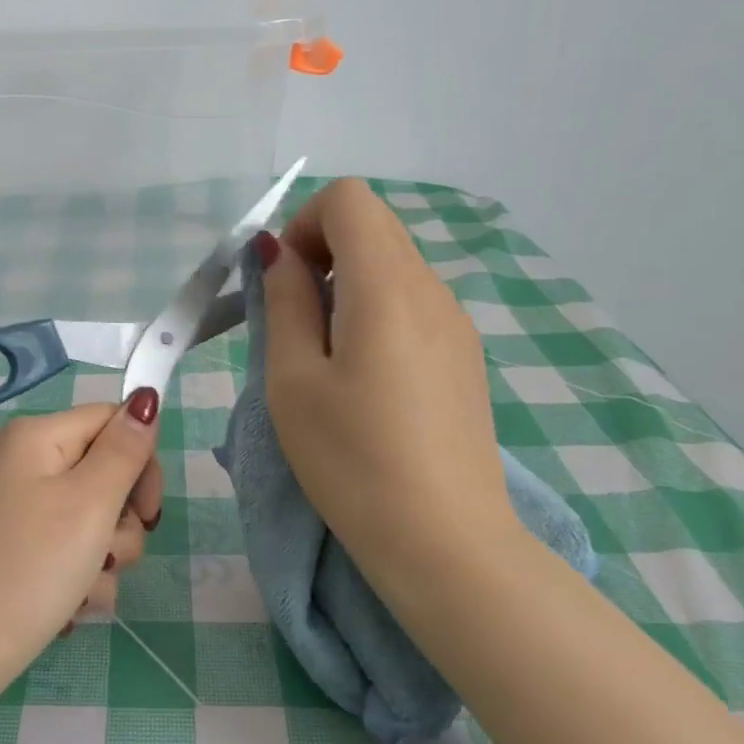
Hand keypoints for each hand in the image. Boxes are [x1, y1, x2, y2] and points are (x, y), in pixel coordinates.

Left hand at [0, 392, 161, 697]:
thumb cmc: (26, 570)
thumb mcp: (89, 503)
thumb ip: (125, 449)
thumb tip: (145, 397)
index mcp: (34, 436)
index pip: (111, 421)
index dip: (141, 462)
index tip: (148, 515)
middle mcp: (18, 463)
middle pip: (100, 472)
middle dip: (119, 522)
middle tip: (109, 557)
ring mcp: (8, 509)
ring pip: (86, 519)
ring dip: (100, 559)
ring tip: (81, 593)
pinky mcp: (4, 549)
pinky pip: (59, 548)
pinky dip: (73, 577)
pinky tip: (65, 610)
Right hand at [259, 178, 517, 578]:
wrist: (447, 544)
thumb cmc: (353, 461)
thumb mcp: (293, 380)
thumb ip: (285, 303)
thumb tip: (278, 252)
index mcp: (387, 287)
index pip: (349, 199)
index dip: (304, 223)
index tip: (285, 281)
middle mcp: (432, 290)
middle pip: (374, 225)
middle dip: (322, 250)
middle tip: (296, 318)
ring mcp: (456, 323)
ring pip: (394, 264)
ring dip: (348, 284)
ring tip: (327, 357)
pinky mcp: (465, 356)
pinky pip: (414, 302)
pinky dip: (377, 311)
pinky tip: (366, 379)